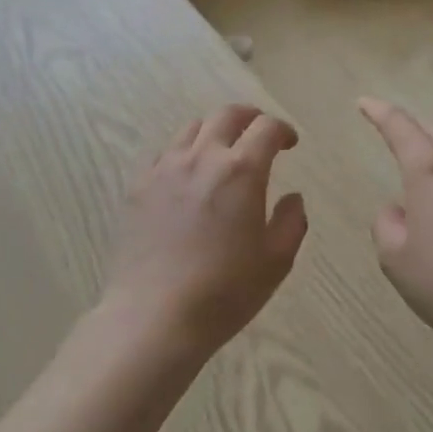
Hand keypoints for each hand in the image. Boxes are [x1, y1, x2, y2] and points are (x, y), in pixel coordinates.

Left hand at [103, 105, 308, 358]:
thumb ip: (291, 222)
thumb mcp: (275, 262)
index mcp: (241, 170)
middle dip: (249, 117)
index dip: (282, 130)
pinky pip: (164, 153)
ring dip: (214, 131)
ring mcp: (166, 168)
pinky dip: (183, 153)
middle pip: (227, 115)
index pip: (266, 128)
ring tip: (221, 151)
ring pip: (192, 128)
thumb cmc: (224, 292)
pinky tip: (185, 176)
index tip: (289, 143)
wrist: (154, 317)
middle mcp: (203, 157)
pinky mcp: (139, 186)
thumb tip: (293, 198)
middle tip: (258, 132)